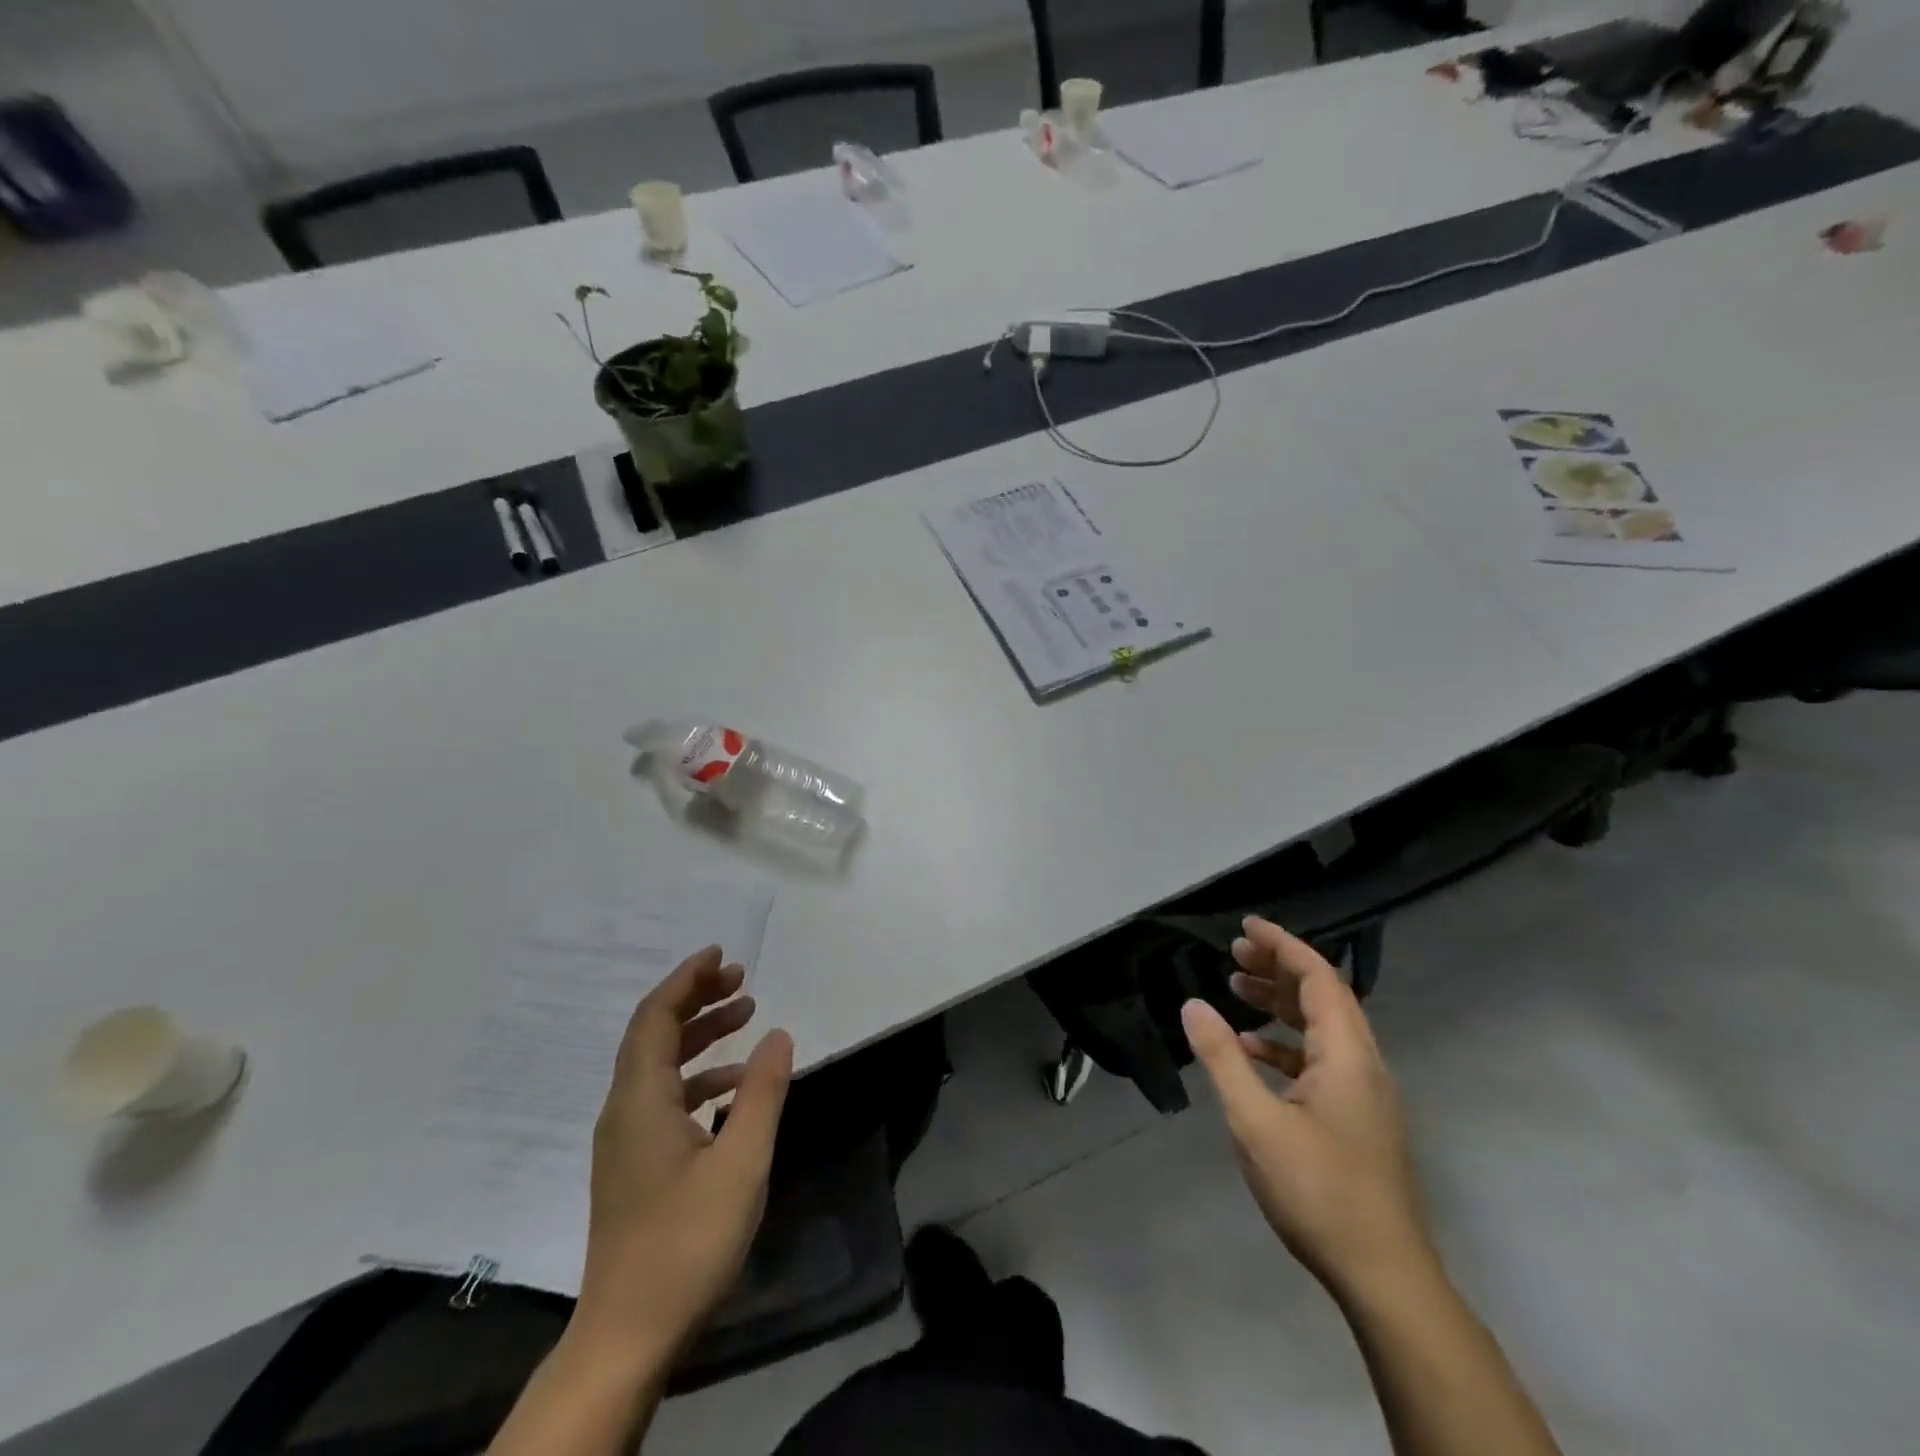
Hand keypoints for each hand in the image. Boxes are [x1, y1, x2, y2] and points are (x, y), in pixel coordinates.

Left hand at [570, 946, 792, 1366]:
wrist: (627, 1335)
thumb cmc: (686, 1242)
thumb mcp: (741, 1162)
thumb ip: (761, 1092)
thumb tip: (779, 1034)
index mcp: (640, 1100)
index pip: (656, 1017)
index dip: (686, 979)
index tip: (721, 955)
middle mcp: (623, 1110)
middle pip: (654, 1034)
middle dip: (697, 999)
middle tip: (742, 980)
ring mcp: (625, 1141)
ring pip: (659, 1066)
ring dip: (700, 1037)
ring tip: (747, 1018)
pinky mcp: (633, 1166)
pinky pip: (663, 1098)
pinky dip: (698, 1078)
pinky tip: (733, 1090)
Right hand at [1181, 918, 1432, 1297]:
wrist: (1382, 1275)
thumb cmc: (1318, 1191)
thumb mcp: (1256, 1121)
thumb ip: (1223, 1058)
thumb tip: (1193, 1005)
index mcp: (1347, 1055)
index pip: (1318, 978)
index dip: (1283, 945)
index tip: (1246, 926)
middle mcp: (1363, 1064)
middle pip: (1324, 996)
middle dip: (1279, 967)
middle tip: (1234, 953)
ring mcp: (1364, 1094)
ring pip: (1322, 1027)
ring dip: (1281, 1003)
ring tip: (1235, 989)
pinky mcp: (1357, 1118)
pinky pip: (1321, 1059)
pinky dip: (1286, 1043)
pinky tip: (1252, 1051)